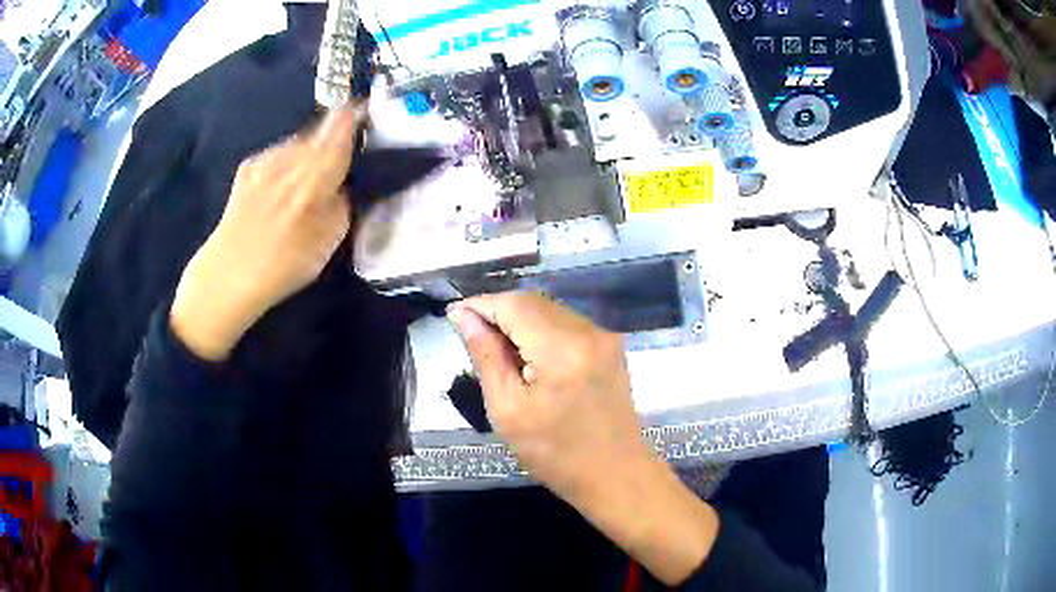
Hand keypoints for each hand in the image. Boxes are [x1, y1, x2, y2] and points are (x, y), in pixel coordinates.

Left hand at [171, 105, 364, 360]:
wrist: (227, 274)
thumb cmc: (283, 265)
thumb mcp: (328, 242)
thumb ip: (343, 204)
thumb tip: (346, 182)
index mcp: (315, 176)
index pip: (341, 127)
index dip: (355, 115)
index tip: (364, 111)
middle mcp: (290, 158)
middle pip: (320, 131)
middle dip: (333, 138)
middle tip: (337, 160)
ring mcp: (266, 159)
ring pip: (299, 141)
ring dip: (309, 151)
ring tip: (307, 179)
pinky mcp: (248, 166)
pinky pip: (278, 153)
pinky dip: (287, 161)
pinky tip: (281, 186)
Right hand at [448, 293, 718, 584]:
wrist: (616, 474)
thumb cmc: (555, 454)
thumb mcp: (507, 410)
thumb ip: (486, 356)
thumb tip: (462, 317)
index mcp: (561, 349)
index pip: (513, 305)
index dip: (480, 305)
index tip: (454, 316)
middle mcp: (587, 332)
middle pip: (532, 302)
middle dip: (498, 312)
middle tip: (472, 337)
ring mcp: (604, 337)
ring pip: (550, 310)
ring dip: (519, 321)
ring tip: (498, 351)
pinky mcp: (610, 346)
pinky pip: (567, 324)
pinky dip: (541, 331)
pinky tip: (529, 357)